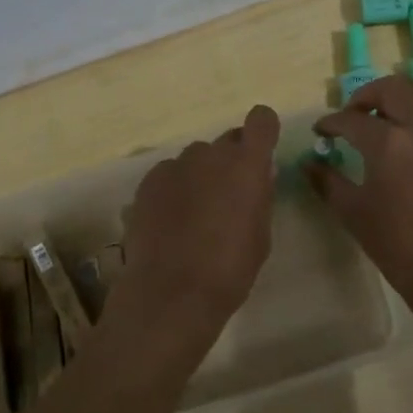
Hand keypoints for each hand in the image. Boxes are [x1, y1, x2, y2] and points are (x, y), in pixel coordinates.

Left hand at [114, 104, 281, 352]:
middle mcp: (211, 154)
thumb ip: (261, 197)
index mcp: (247, 165)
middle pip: (228, 141)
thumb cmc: (229, 269)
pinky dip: (174, 188)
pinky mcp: (149, 181)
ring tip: (194, 214)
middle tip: (228, 197)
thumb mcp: (261, 236)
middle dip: (232, 161)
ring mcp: (176, 165)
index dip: (263, 131)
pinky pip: (170, 173)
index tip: (261, 153)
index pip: (261, 120)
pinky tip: (170, 220)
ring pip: (196, 159)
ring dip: (201, 175)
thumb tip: (260, 174)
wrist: (171, 292)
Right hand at [307, 76, 412, 349]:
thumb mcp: (353, 214)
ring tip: (398, 117)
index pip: (350, 119)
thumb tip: (309, 163)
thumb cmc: (400, 248)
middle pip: (393, 88)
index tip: (323, 131)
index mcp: (387, 143)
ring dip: (408, 98)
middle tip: (357, 115)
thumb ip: (327, 182)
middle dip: (367, 96)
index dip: (331, 122)